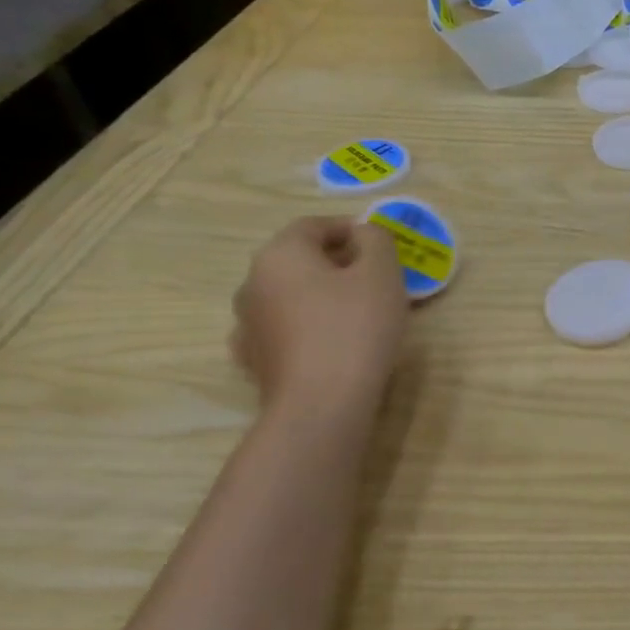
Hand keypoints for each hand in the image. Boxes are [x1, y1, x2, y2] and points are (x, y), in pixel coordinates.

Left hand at [232, 217, 407, 413]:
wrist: (322, 404)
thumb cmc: (356, 327)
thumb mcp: (382, 273)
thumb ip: (375, 240)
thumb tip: (363, 234)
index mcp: (280, 254)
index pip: (313, 225)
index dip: (349, 228)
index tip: (380, 245)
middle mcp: (252, 283)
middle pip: (299, 260)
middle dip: (338, 262)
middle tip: (376, 277)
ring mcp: (248, 324)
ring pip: (291, 295)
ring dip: (322, 295)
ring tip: (359, 312)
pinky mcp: (255, 359)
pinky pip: (286, 328)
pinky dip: (308, 326)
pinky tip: (332, 341)